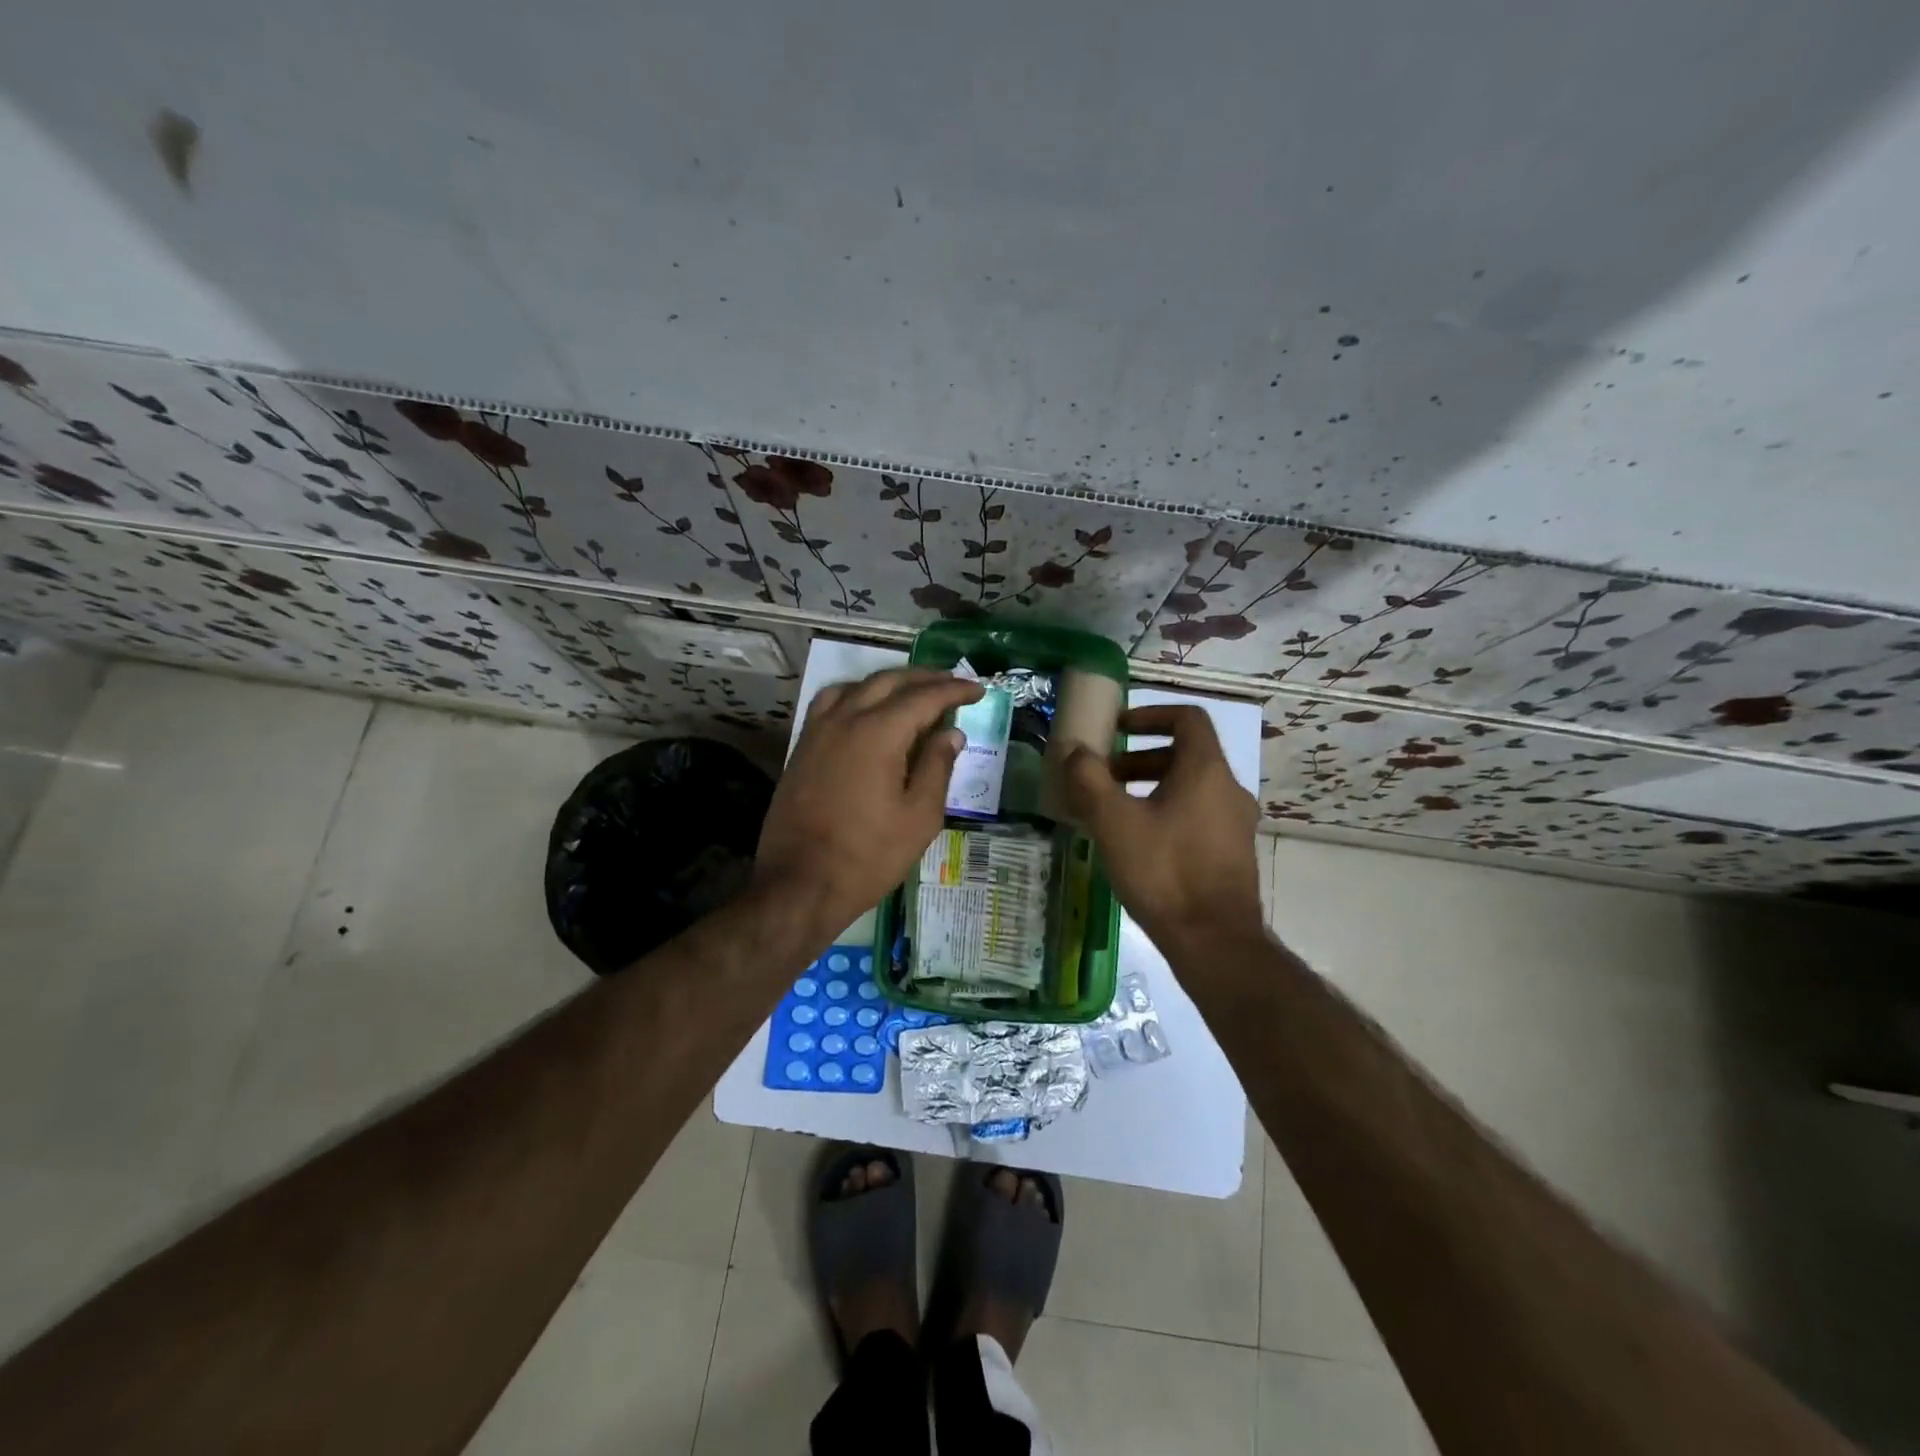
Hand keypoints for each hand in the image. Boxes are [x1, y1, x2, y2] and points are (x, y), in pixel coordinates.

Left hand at [754, 667, 982, 940]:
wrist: (800, 883)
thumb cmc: (868, 855)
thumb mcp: (919, 817)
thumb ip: (937, 768)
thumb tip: (951, 734)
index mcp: (879, 733)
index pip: (924, 697)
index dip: (954, 690)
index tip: (978, 689)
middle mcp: (846, 719)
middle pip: (888, 682)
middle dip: (924, 678)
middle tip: (951, 682)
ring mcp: (818, 731)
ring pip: (856, 686)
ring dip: (888, 682)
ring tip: (911, 691)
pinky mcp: (802, 747)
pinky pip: (831, 702)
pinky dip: (856, 695)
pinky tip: (866, 710)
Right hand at [1061, 705, 1264, 952]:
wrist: (1215, 942)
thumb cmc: (1164, 872)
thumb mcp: (1114, 822)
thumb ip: (1089, 779)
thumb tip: (1075, 750)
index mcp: (1206, 771)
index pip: (1187, 718)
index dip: (1150, 715)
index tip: (1118, 729)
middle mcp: (1229, 790)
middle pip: (1185, 755)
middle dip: (1139, 759)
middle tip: (1103, 777)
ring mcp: (1235, 825)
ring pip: (1190, 789)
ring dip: (1150, 789)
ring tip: (1112, 813)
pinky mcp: (1232, 855)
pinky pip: (1196, 817)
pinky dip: (1166, 815)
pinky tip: (1136, 846)